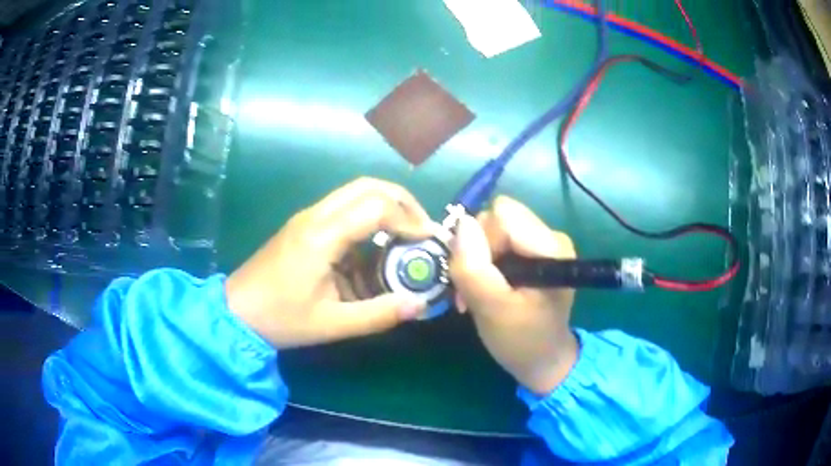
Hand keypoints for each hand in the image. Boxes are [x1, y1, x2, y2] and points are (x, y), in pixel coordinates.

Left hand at [226, 178, 435, 348]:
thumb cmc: (280, 319)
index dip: (409, 220)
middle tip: (422, 228)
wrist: (236, 311)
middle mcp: (315, 216)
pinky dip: (369, 217)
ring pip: (356, 192)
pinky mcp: (304, 225)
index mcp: (321, 236)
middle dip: (403, 202)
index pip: (376, 207)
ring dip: (386, 206)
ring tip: (406, 234)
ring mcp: (308, 217)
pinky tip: (377, 245)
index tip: (428, 242)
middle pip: (368, 186)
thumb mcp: (332, 323)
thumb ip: (378, 314)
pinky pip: (344, 208)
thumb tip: (419, 304)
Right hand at [449, 196, 577, 394]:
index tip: (475, 277)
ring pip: (493, 229)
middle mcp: (550, 236)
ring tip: (477, 293)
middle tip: (471, 289)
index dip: (480, 241)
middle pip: (496, 218)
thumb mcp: (492, 309)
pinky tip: (485, 288)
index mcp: (551, 246)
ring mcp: (542, 243)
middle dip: (476, 250)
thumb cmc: (522, 341)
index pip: (501, 215)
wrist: (544, 362)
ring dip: (477, 260)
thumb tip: (460, 223)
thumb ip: (474, 267)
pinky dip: (484, 264)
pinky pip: (498, 241)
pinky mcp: (533, 253)